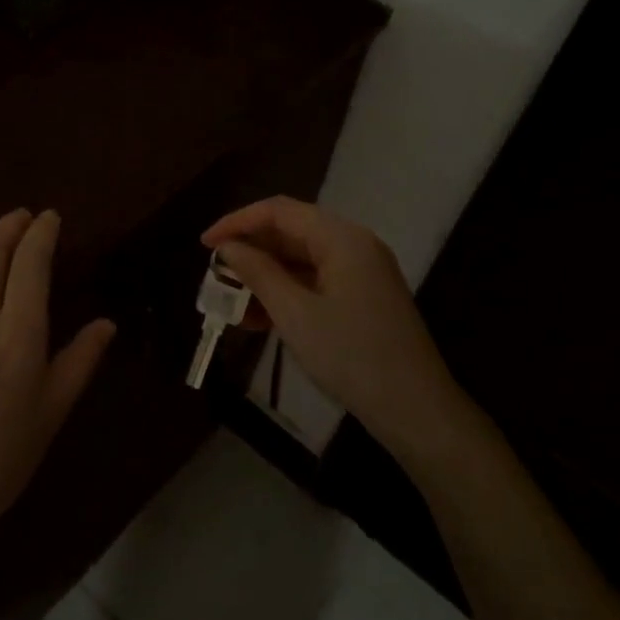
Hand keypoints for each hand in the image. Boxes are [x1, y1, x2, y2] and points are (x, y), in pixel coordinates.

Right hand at [201, 197, 480, 468]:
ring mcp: (361, 273)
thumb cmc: (351, 355)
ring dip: (264, 276)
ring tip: (230, 302)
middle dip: (250, 251)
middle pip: (291, 232)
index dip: (237, 222)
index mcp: (341, 238)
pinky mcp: (362, 298)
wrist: (414, 408)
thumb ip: (258, 273)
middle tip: (215, 274)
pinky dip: (285, 294)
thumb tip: (227, 247)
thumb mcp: (294, 313)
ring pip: (300, 260)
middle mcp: (353, 245)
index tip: (204, 245)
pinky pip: (314, 283)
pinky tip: (257, 319)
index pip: (279, 211)